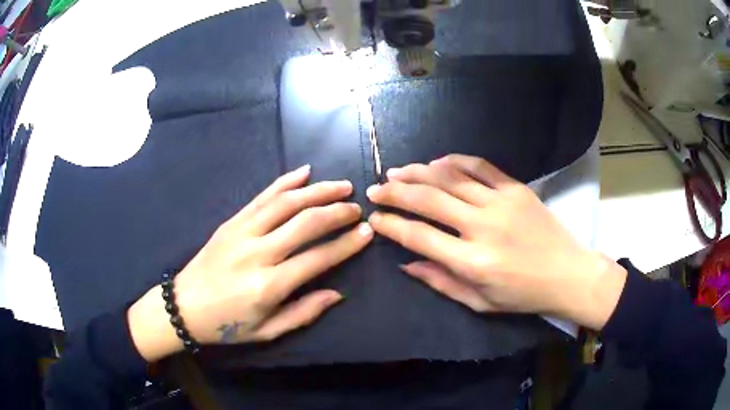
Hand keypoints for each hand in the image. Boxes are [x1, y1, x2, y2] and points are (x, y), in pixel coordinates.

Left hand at [128, 165, 373, 360]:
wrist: (184, 306)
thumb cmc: (227, 325)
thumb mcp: (268, 331)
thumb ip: (304, 312)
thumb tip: (337, 293)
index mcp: (269, 286)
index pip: (318, 258)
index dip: (346, 244)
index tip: (367, 232)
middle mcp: (258, 253)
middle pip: (305, 222)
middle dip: (337, 211)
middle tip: (357, 206)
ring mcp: (242, 231)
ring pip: (286, 202)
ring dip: (318, 190)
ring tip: (341, 185)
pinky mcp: (231, 221)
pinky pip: (262, 196)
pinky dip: (285, 181)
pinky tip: (305, 171)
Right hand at [367, 155, 626, 329]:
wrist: (568, 273)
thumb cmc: (523, 295)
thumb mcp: (480, 302)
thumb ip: (441, 282)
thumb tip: (406, 263)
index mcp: (473, 262)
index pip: (419, 236)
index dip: (392, 224)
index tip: (375, 217)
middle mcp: (483, 227)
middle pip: (429, 200)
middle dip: (396, 192)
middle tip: (376, 188)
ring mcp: (501, 203)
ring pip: (450, 178)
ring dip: (419, 172)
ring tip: (397, 170)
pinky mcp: (517, 188)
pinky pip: (481, 167)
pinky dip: (456, 161)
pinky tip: (438, 162)